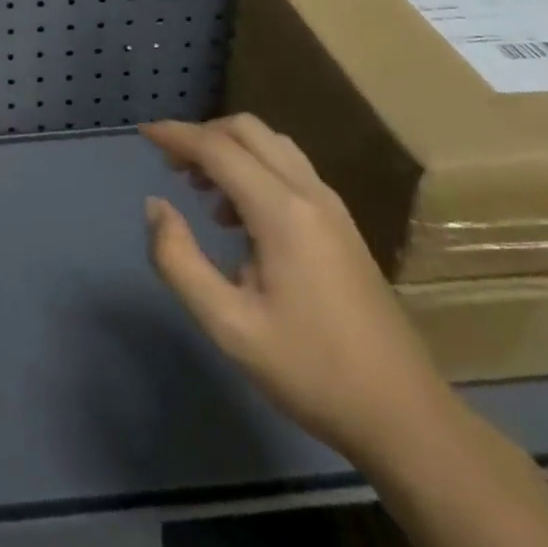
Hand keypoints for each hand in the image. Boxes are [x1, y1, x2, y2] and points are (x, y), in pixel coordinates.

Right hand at [141, 115, 453, 465]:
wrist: (405, 415)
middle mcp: (310, 193)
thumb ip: (179, 260)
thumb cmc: (311, 371)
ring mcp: (332, 206)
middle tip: (170, 166)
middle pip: (247, 130)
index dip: (176, 134)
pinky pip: (289, 167)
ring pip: (272, 144)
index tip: (143, 133)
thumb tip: (155, 206)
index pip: (218, 148)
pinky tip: (240, 216)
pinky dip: (254, 166)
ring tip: (200, 189)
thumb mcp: (229, 326)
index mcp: (282, 212)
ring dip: (230, 149)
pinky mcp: (341, 223)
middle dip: (202, 135)